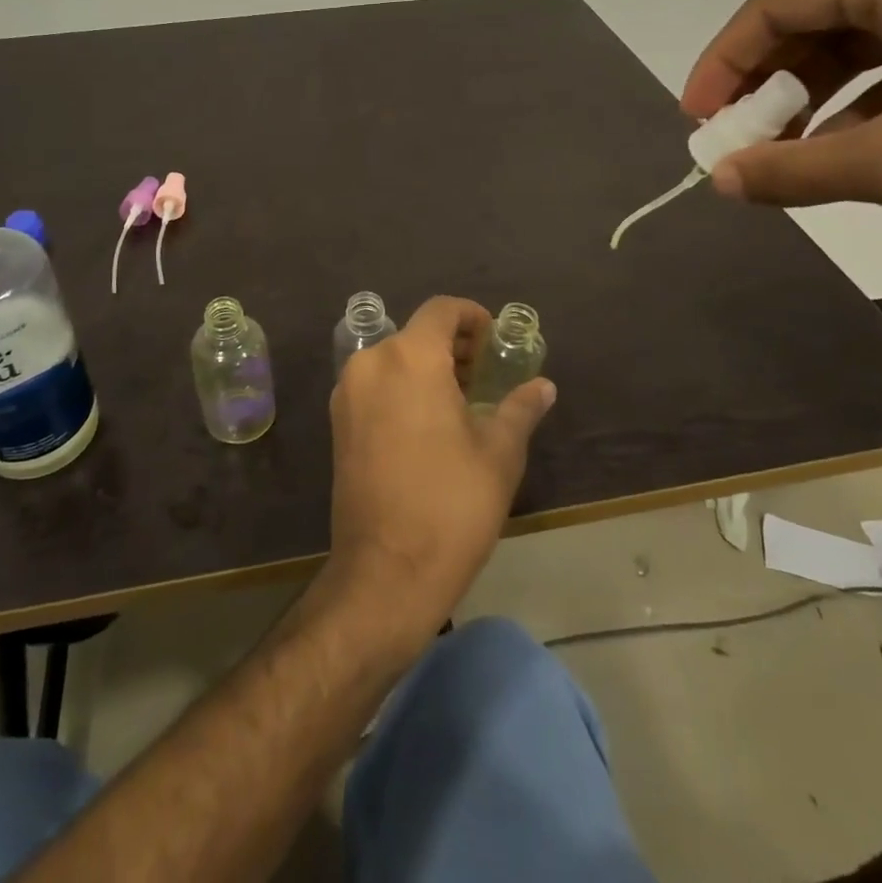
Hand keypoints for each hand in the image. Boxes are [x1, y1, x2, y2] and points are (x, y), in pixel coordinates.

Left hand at [322, 297, 554, 640]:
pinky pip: (375, 385)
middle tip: (486, 375)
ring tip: (463, 400)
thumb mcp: (498, 454)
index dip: (473, 317)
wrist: (385, 572)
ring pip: (393, 359)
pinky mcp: (338, 423)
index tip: (496, 341)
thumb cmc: (451, 506)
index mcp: (410, 358)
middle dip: (453, 345)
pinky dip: (403, 387)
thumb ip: (519, 409)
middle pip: (416, 333)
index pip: (442, 310)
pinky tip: (429, 423)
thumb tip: (543, 386)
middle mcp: (371, 364)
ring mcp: (347, 393)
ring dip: (428, 367)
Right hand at [682, 0, 881, 255]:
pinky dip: (862, 107)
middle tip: (737, 142)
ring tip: (786, 156)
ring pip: (858, 46)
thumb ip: (795, 171)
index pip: (777, 5)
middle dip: (766, 86)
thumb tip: (718, 180)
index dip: (723, 64)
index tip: (698, 121)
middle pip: (814, 22)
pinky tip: (850, 153)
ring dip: (811, 101)